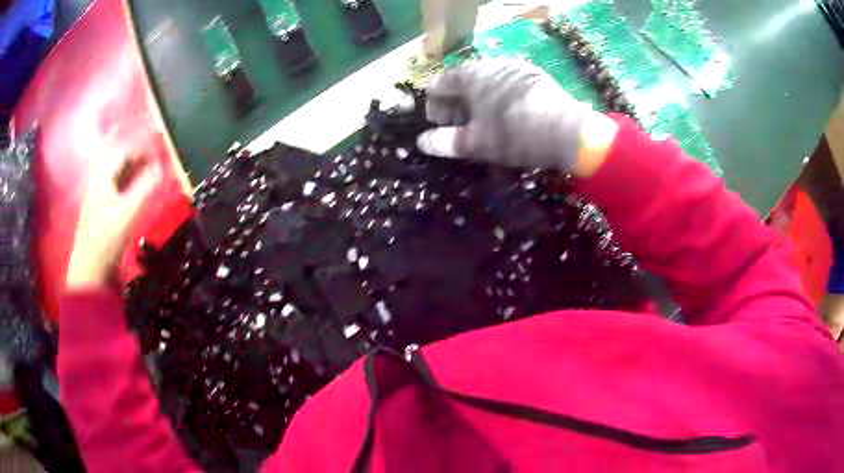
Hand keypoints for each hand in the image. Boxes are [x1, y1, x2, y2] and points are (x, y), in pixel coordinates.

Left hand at [66, 152, 159, 288]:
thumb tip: (160, 167)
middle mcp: (97, 175)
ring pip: (114, 167)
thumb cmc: (108, 237)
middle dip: (136, 154)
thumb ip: (145, 186)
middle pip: (118, 155)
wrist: (90, 265)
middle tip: (153, 160)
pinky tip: (132, 183)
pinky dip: (124, 176)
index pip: (124, 150)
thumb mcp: (129, 211)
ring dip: (130, 165)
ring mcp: (95, 188)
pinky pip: (111, 178)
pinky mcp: (96, 201)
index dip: (143, 150)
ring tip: (145, 169)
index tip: (158, 154)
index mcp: (103, 173)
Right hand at [416, 59, 616, 175]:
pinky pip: (505, 83)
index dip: (433, 106)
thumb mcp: (476, 142)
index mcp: (471, 75)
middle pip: (462, 82)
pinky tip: (507, 115)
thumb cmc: (515, 134)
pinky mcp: (533, 76)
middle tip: (459, 129)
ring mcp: (514, 67)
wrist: (568, 132)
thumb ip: (445, 141)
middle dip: (456, 105)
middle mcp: (490, 64)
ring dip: (477, 101)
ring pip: (485, 82)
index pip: (439, 84)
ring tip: (483, 124)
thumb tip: (421, 142)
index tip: (439, 127)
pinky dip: (497, 97)